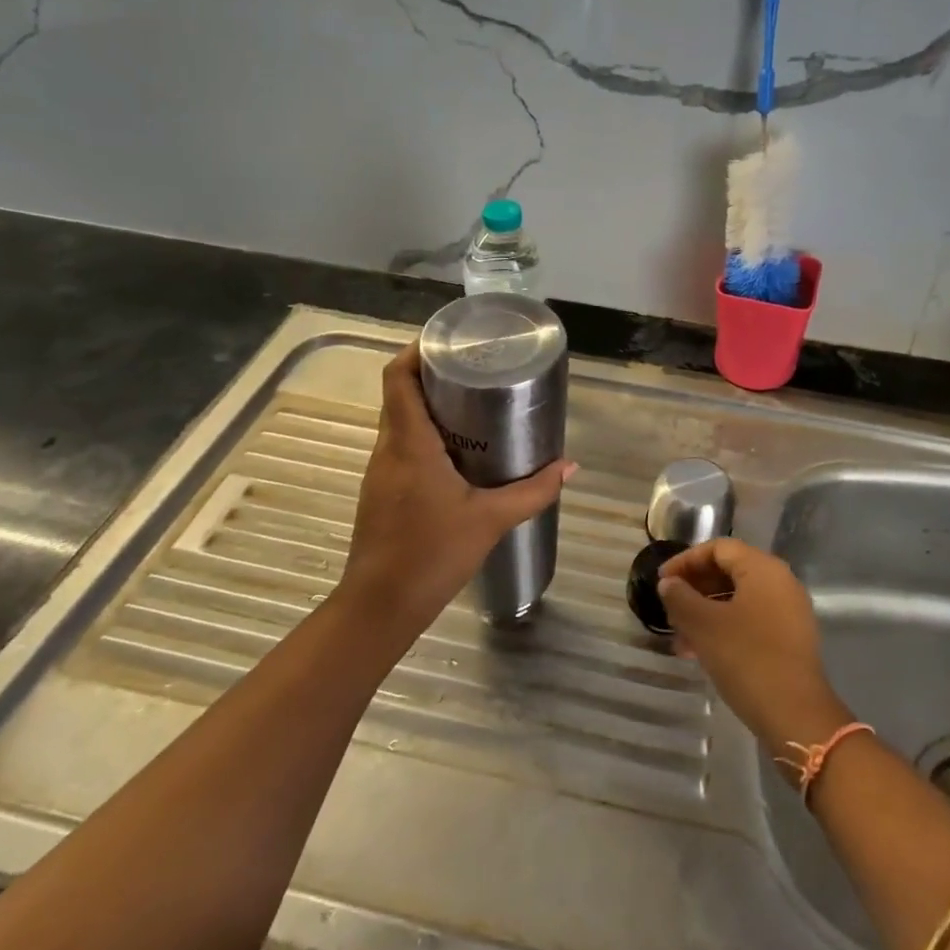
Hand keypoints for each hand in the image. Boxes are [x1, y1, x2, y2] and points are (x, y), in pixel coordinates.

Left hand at [335, 343, 574, 643]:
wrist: (379, 606)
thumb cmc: (432, 555)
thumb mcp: (491, 520)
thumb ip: (533, 491)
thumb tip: (570, 466)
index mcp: (410, 444)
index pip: (398, 378)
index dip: (417, 351)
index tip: (449, 342)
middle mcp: (387, 449)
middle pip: (399, 394)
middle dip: (432, 375)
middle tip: (475, 370)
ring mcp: (379, 471)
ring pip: (399, 421)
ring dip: (428, 406)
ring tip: (473, 404)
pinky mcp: (381, 491)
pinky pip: (400, 446)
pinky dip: (424, 435)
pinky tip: (457, 452)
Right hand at [657, 539, 851, 755]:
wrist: (796, 716)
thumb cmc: (747, 659)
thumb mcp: (704, 625)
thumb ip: (681, 598)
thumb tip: (669, 584)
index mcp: (763, 569)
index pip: (718, 548)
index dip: (685, 561)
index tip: (661, 581)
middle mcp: (781, 582)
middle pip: (729, 571)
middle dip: (695, 588)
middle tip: (669, 609)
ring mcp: (789, 612)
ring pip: (738, 599)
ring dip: (706, 612)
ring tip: (680, 638)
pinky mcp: (790, 639)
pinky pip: (750, 620)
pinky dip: (724, 628)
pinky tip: (701, 652)